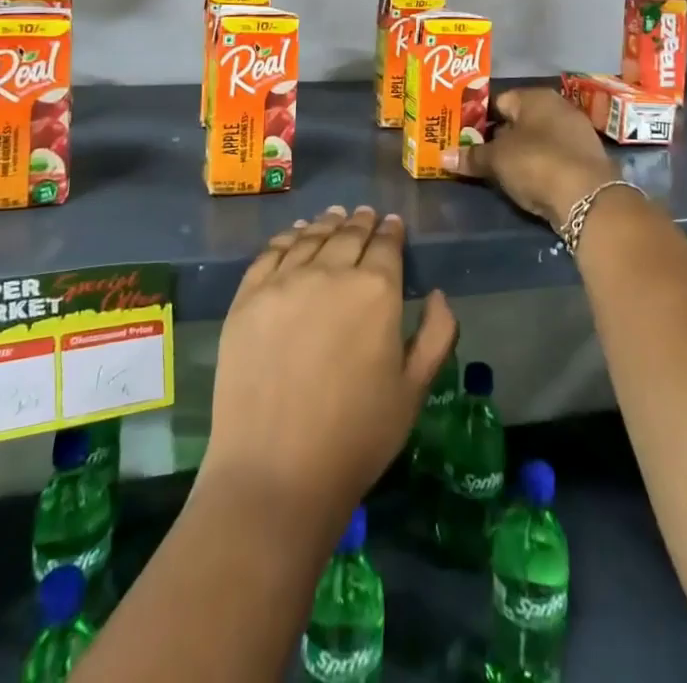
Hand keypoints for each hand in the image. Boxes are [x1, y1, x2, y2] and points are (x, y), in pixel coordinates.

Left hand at [200, 205, 457, 539]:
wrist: (275, 472)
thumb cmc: (356, 438)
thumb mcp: (414, 391)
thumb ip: (436, 335)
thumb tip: (438, 293)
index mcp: (376, 291)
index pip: (386, 245)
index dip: (391, 231)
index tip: (392, 224)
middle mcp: (331, 272)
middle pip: (349, 235)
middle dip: (361, 222)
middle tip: (366, 214)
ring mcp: (284, 281)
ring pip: (310, 237)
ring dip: (327, 223)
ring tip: (334, 216)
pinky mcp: (248, 297)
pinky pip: (271, 253)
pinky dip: (287, 237)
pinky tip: (295, 235)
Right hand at [440, 87, 619, 224]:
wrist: (588, 197)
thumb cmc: (536, 162)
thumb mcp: (496, 160)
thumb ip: (471, 156)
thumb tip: (442, 157)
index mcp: (535, 96)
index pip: (499, 100)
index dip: (478, 118)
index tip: (462, 136)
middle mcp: (558, 107)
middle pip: (519, 120)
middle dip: (498, 137)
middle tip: (475, 155)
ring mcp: (576, 133)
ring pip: (537, 140)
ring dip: (519, 153)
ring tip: (496, 171)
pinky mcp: (586, 159)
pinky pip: (552, 158)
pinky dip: (538, 167)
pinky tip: (526, 182)